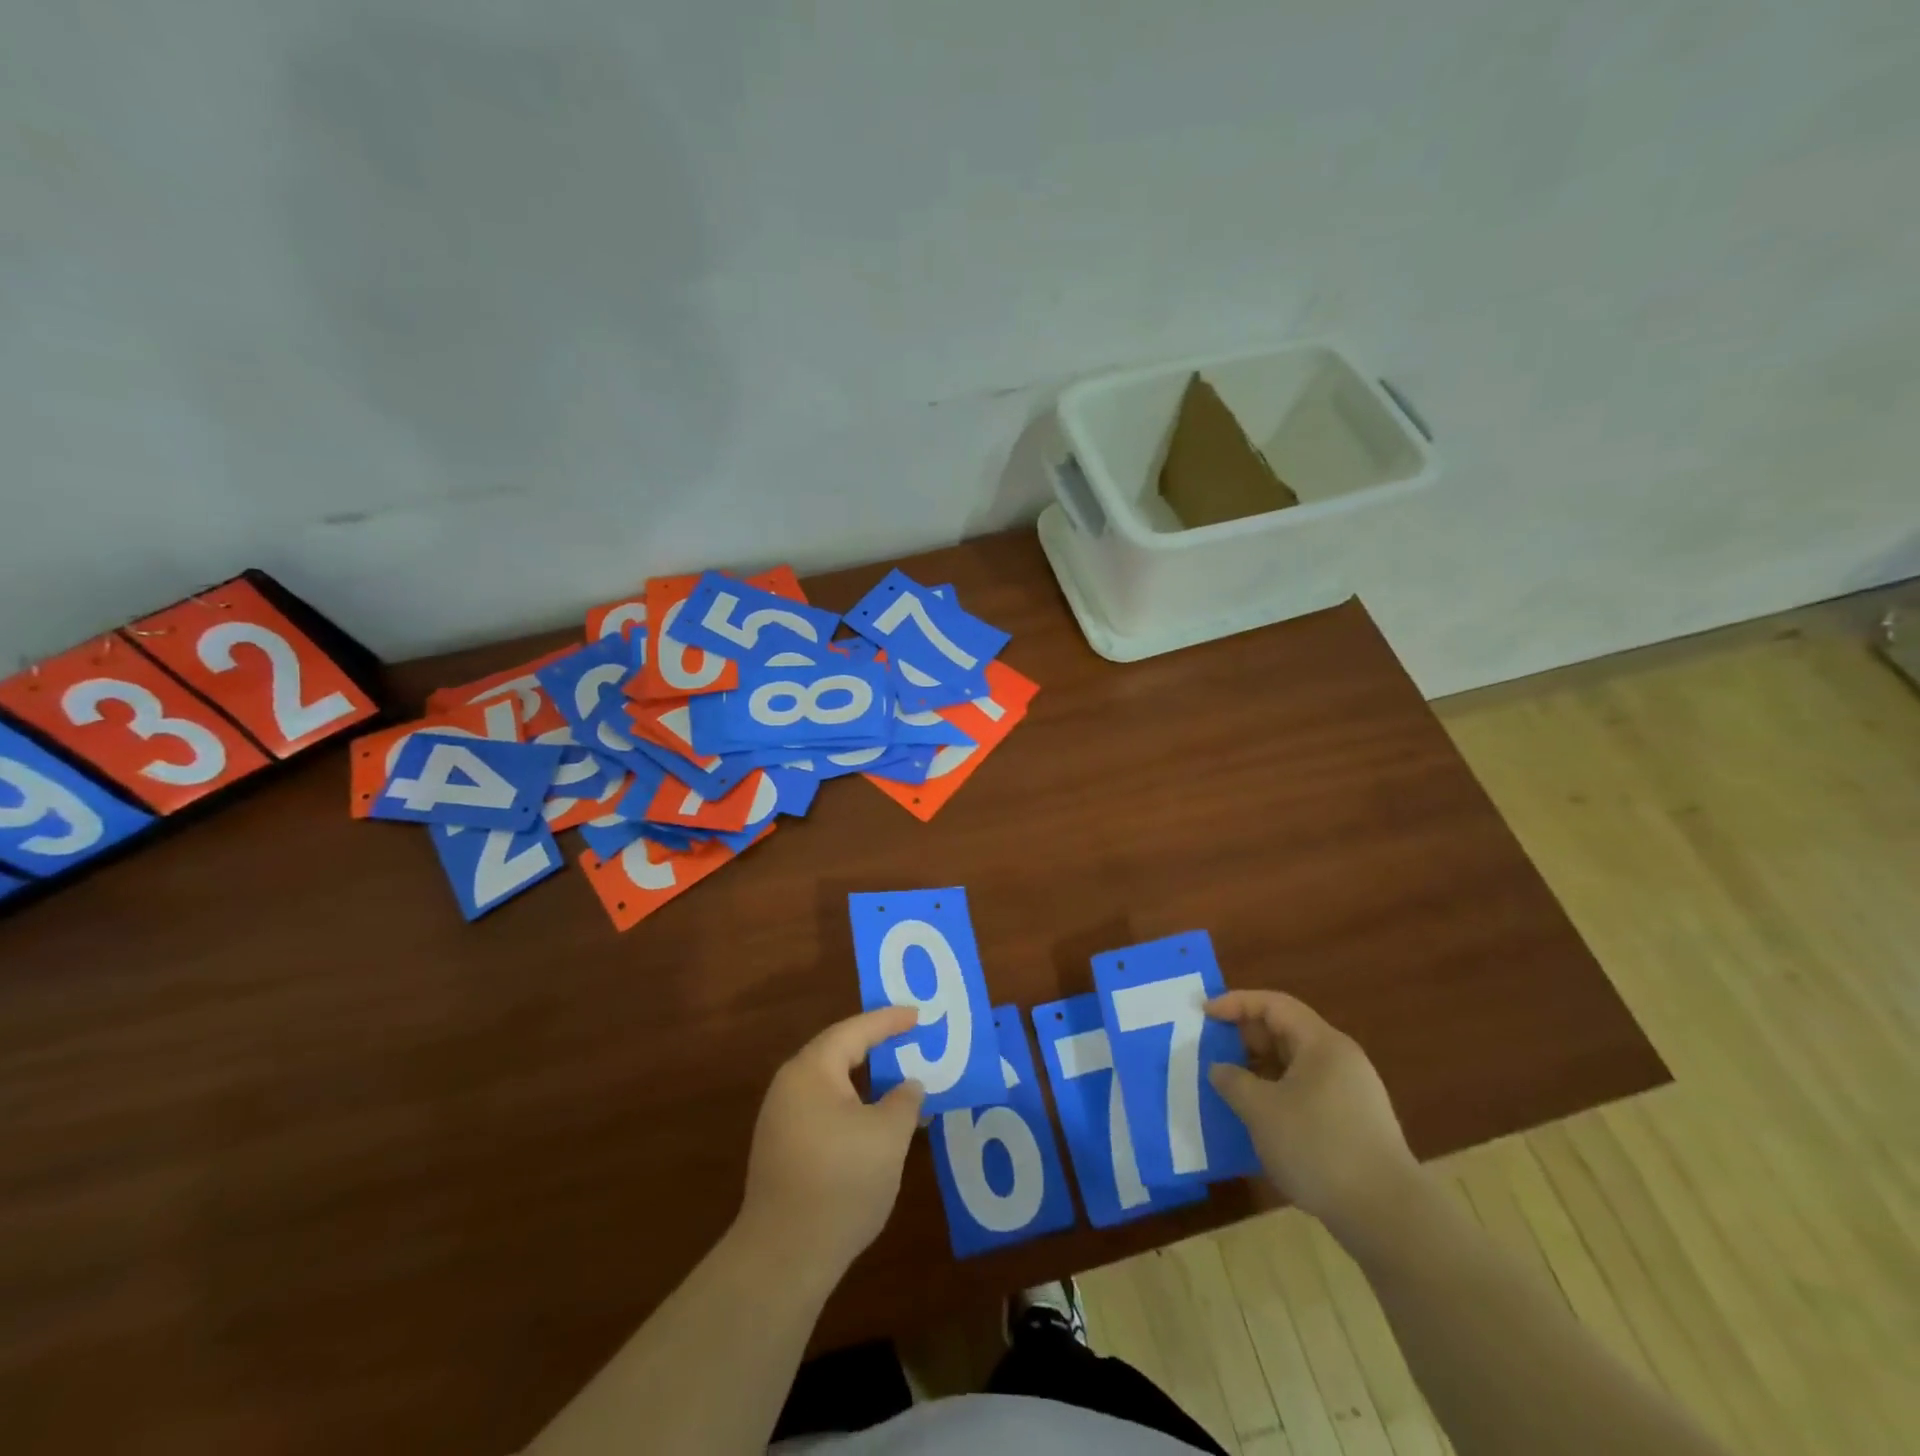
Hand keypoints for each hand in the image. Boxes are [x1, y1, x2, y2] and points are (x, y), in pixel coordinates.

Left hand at [736, 1006, 924, 1276]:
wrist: (783, 1258)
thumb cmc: (841, 1182)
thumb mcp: (888, 1136)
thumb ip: (904, 1100)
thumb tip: (908, 1085)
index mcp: (812, 1071)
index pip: (855, 1031)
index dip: (889, 1021)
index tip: (917, 1014)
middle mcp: (790, 1087)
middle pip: (839, 1053)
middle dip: (876, 1047)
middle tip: (910, 1039)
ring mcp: (782, 1120)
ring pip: (833, 1086)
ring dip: (868, 1083)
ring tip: (901, 1083)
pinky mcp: (783, 1151)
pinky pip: (825, 1111)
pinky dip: (854, 1108)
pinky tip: (877, 1126)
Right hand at [1206, 991, 1420, 1237]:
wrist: (1388, 1216)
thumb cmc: (1319, 1147)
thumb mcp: (1262, 1111)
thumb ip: (1233, 1081)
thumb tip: (1220, 1069)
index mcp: (1322, 1044)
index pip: (1273, 1005)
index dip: (1236, 1003)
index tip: (1204, 1014)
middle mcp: (1340, 1059)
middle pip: (1286, 1032)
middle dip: (1245, 1038)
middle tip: (1211, 1050)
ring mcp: (1351, 1093)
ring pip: (1295, 1065)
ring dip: (1259, 1070)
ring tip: (1229, 1086)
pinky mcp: (1353, 1124)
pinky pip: (1306, 1092)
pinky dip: (1277, 1094)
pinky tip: (1259, 1119)